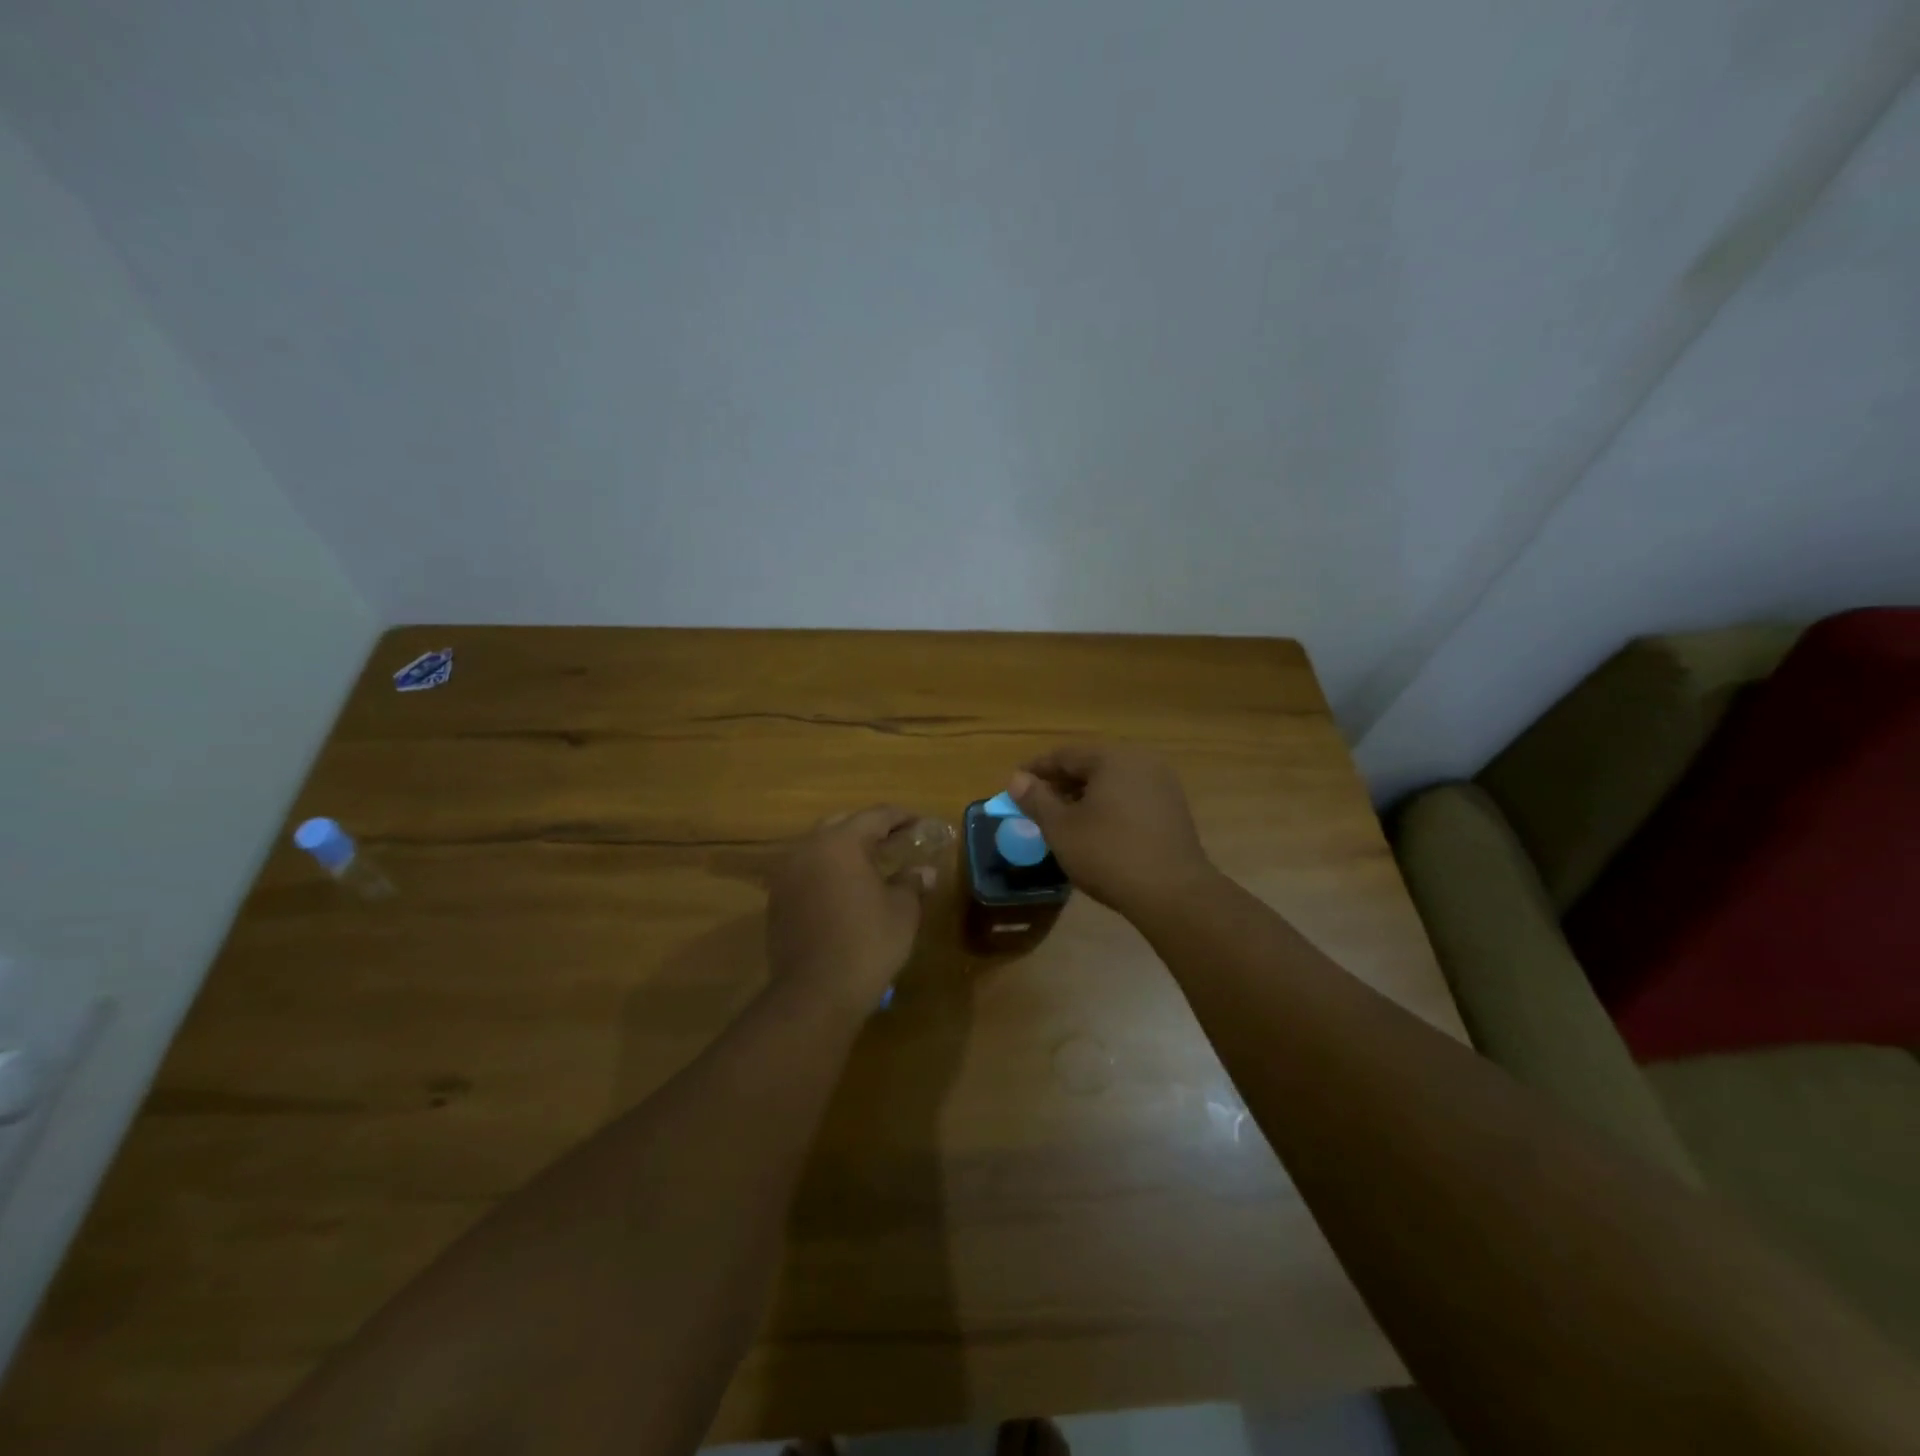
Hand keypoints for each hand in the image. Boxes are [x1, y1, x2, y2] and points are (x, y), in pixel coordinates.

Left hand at [766, 805, 934, 1009]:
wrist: (815, 993)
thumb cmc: (867, 944)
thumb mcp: (902, 911)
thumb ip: (912, 882)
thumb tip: (925, 871)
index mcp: (840, 843)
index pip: (875, 816)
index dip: (901, 817)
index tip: (920, 822)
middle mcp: (808, 849)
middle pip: (842, 825)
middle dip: (870, 828)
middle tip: (896, 839)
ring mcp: (787, 875)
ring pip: (820, 848)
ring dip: (846, 850)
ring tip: (872, 864)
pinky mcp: (777, 901)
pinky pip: (807, 872)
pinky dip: (828, 872)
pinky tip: (846, 890)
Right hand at [1009, 744, 1215, 916]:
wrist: (1173, 893)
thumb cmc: (1108, 854)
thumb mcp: (1061, 828)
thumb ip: (1036, 799)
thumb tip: (1017, 778)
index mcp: (1113, 758)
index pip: (1065, 755)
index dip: (1036, 769)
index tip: (1014, 785)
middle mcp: (1142, 762)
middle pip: (1091, 766)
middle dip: (1060, 783)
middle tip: (1035, 803)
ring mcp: (1163, 785)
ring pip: (1112, 783)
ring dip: (1084, 796)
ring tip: (1061, 819)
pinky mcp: (1173, 810)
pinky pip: (1131, 798)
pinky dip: (1108, 807)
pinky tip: (1095, 830)